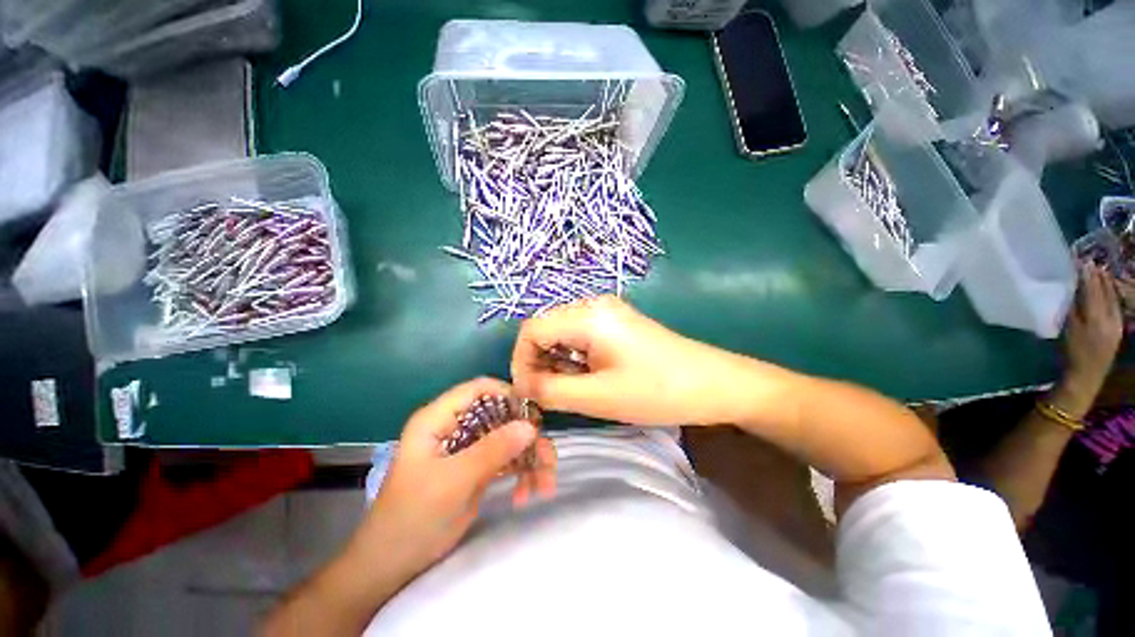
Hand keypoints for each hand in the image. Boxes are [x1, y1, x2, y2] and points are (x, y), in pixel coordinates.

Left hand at [367, 378, 556, 571]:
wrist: (393, 565)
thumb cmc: (413, 517)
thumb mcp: (453, 481)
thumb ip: (492, 450)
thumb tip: (531, 426)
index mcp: (440, 419)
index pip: (479, 389)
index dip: (508, 395)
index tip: (532, 416)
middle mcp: (457, 427)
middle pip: (501, 415)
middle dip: (526, 436)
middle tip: (545, 458)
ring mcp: (469, 448)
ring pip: (509, 438)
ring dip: (530, 459)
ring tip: (543, 486)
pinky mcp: (478, 468)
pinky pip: (508, 460)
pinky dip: (522, 474)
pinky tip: (526, 495)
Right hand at [511, 296, 731, 425]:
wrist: (714, 383)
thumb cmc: (658, 391)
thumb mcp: (599, 397)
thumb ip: (551, 390)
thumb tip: (522, 386)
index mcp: (588, 316)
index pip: (531, 329)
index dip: (521, 361)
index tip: (527, 393)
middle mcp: (593, 305)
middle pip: (545, 329)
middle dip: (538, 362)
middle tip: (545, 396)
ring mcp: (607, 313)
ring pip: (562, 334)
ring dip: (555, 362)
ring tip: (568, 390)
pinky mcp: (616, 324)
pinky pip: (580, 337)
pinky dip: (573, 358)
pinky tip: (586, 378)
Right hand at [1063, 263, 1123, 397]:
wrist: (1085, 377)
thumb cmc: (1071, 353)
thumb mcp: (1068, 330)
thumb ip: (1074, 307)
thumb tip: (1075, 286)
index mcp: (1096, 317)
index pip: (1092, 289)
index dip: (1087, 275)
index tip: (1080, 260)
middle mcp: (1111, 317)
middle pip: (1106, 291)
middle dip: (1098, 277)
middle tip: (1090, 262)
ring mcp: (1117, 323)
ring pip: (1113, 297)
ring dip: (1106, 283)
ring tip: (1099, 271)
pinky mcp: (1118, 328)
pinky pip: (1116, 305)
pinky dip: (1111, 294)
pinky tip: (1108, 289)